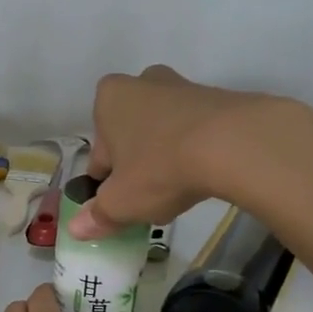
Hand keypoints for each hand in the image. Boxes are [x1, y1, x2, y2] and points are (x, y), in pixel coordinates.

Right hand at [71, 66, 296, 239]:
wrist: (235, 144)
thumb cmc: (160, 167)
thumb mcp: (121, 202)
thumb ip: (98, 215)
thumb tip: (78, 229)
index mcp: (110, 98)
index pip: (99, 148)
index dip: (106, 180)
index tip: (119, 201)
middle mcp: (144, 82)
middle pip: (132, 134)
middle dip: (136, 162)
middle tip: (147, 194)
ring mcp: (184, 87)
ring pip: (164, 131)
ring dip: (166, 157)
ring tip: (179, 189)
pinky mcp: (220, 98)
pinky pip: (197, 131)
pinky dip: (196, 151)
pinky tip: (204, 177)